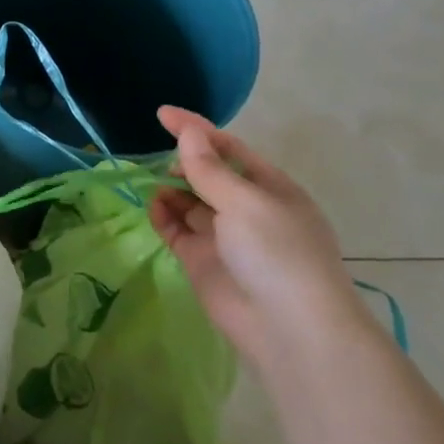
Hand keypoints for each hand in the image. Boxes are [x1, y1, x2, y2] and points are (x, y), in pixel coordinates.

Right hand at [148, 107, 371, 375]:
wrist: (289, 330)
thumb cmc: (278, 253)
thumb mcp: (246, 202)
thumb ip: (209, 168)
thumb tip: (188, 133)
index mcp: (271, 188)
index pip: (229, 149)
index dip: (197, 129)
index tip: (162, 114)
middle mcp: (248, 209)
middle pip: (208, 174)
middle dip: (183, 162)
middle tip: (159, 159)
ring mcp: (224, 236)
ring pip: (190, 201)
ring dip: (171, 189)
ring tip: (154, 184)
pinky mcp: (202, 261)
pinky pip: (177, 229)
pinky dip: (163, 215)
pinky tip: (154, 206)